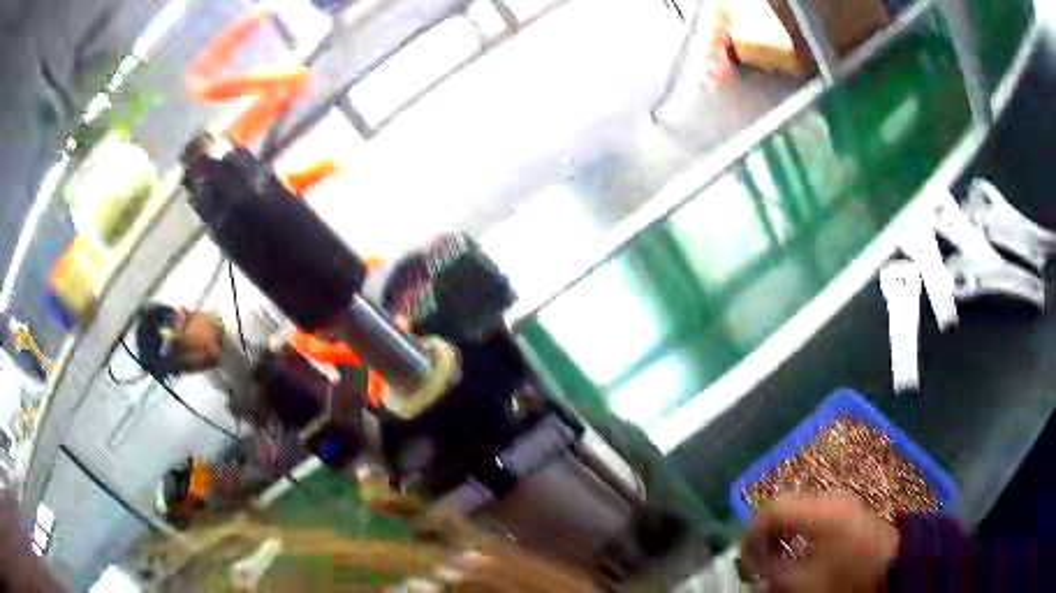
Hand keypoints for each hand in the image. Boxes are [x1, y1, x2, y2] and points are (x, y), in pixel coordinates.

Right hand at [740, 492, 898, 592]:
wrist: (893, 564)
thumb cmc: (849, 574)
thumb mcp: (807, 582)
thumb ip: (776, 574)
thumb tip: (758, 571)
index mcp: (818, 511)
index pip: (772, 509)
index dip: (751, 535)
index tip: (747, 563)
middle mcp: (828, 497)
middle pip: (782, 506)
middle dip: (764, 535)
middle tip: (758, 563)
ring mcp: (839, 500)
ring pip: (796, 509)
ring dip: (780, 533)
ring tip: (775, 560)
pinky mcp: (846, 508)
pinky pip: (811, 513)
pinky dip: (797, 531)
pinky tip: (797, 550)